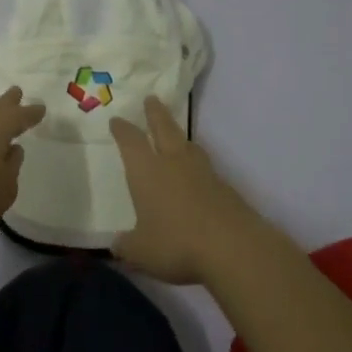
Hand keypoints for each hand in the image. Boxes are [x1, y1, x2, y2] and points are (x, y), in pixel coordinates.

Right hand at [109, 97, 268, 284]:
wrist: (234, 247)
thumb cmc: (177, 243)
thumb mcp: (140, 251)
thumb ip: (126, 246)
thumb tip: (117, 245)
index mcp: (147, 171)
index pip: (130, 142)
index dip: (122, 130)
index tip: (117, 120)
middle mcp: (174, 163)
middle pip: (164, 129)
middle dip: (155, 113)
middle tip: (152, 99)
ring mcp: (203, 173)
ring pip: (188, 145)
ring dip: (179, 136)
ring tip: (176, 135)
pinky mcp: (225, 188)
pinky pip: (206, 169)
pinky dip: (197, 166)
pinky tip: (197, 177)